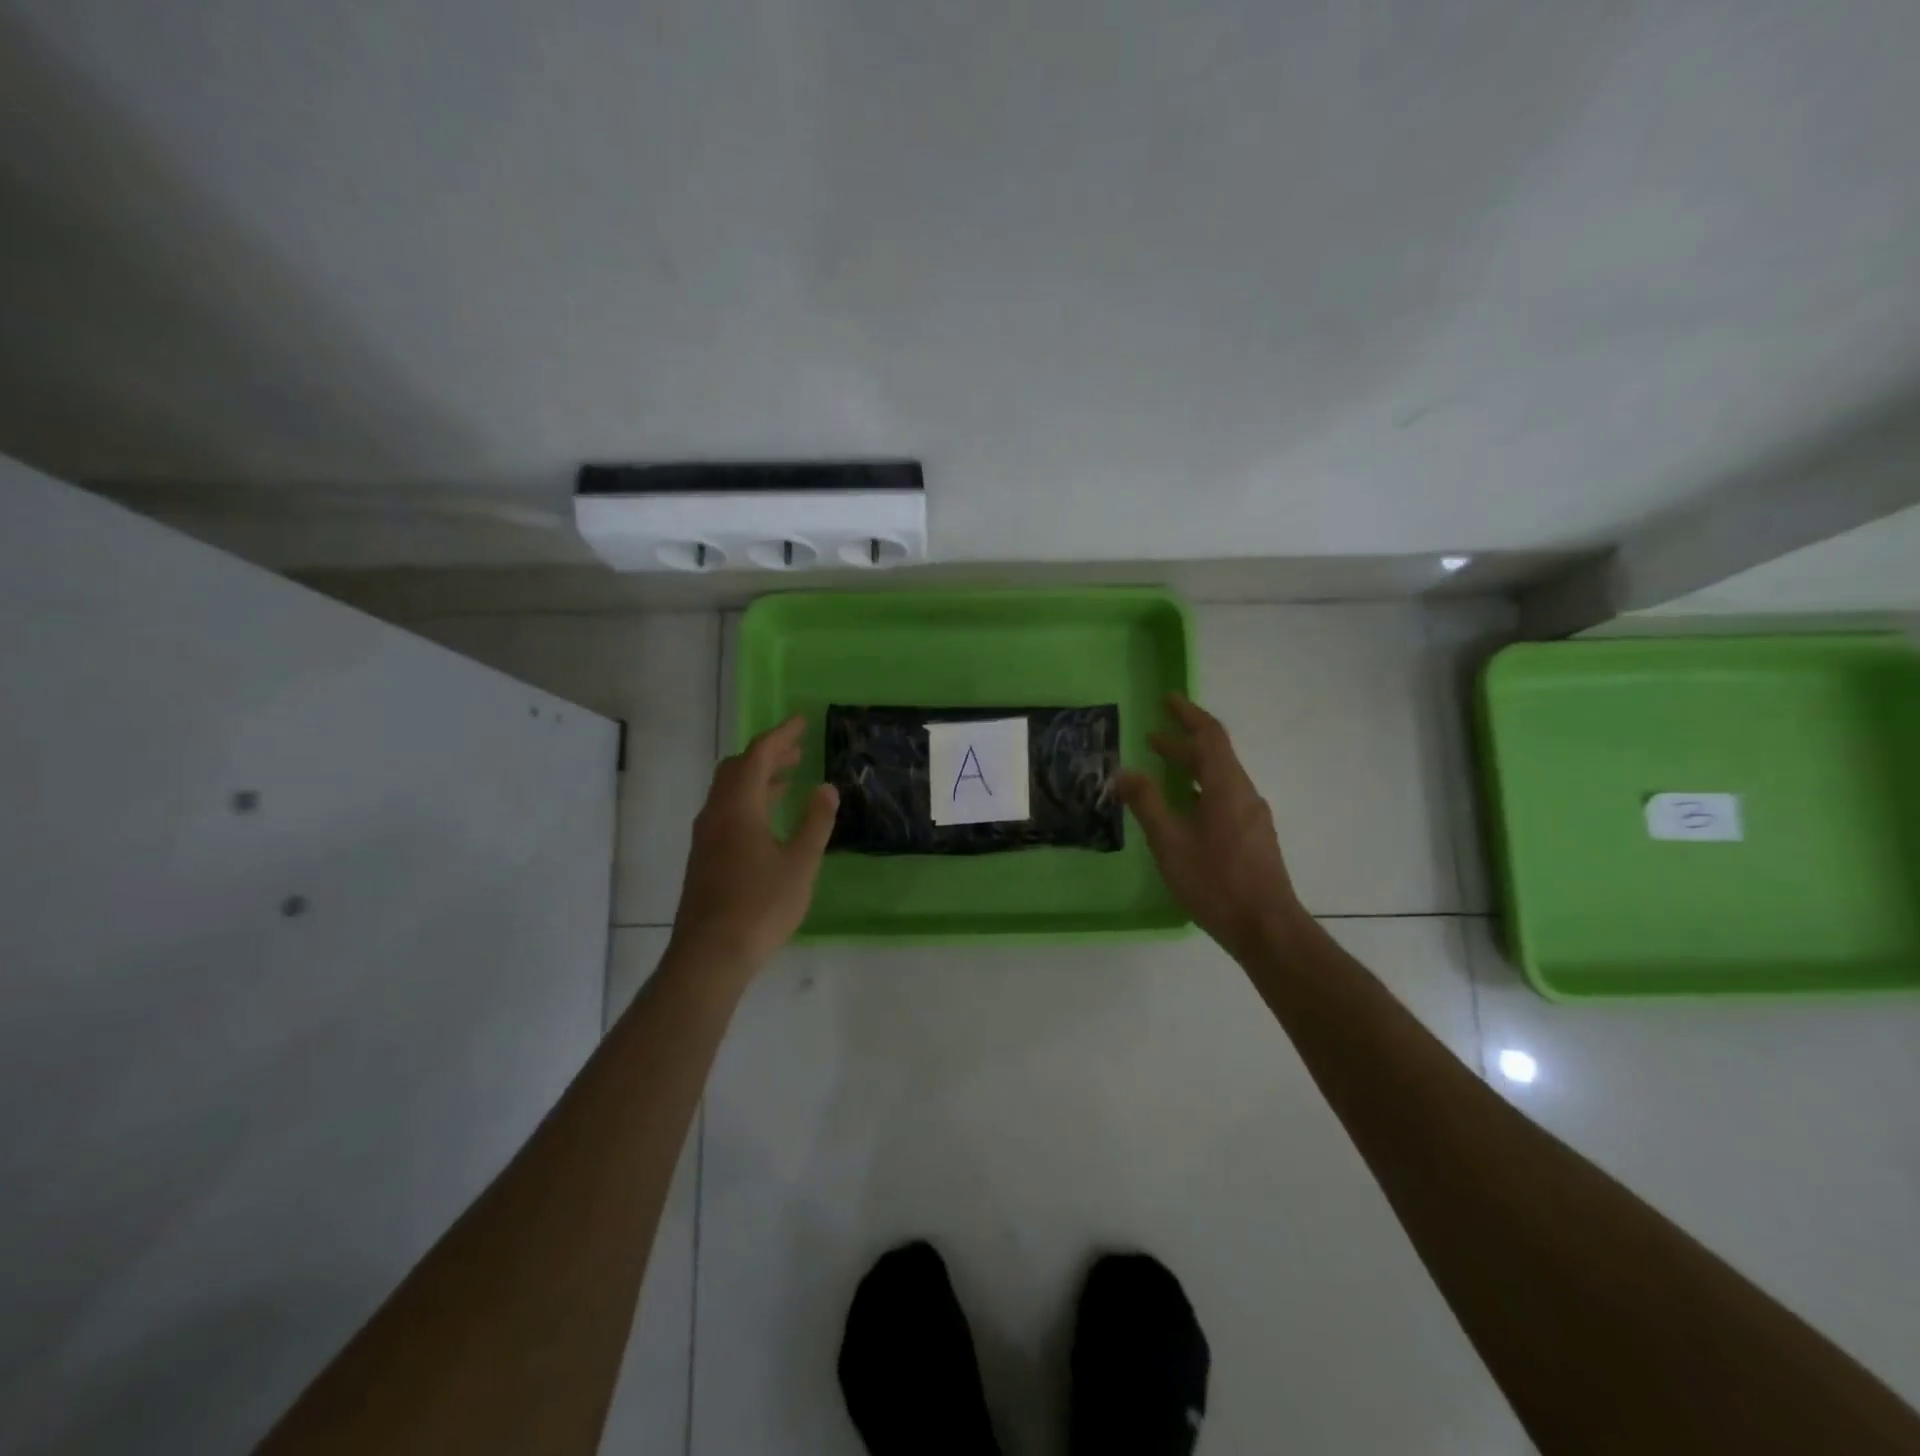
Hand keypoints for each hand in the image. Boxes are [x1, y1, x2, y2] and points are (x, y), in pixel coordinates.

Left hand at [669, 716, 838, 974]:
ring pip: (729, 790)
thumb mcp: (800, 862)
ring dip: (757, 777)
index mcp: (739, 806)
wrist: (710, 953)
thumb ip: (815, 821)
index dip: (781, 735)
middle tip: (798, 750)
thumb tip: (826, 788)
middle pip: (738, 768)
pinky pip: (726, 810)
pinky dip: (749, 799)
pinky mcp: (704, 856)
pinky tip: (768, 818)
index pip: (758, 755)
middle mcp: (716, 813)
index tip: (802, 722)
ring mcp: (706, 835)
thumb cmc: (761, 905)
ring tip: (788, 778)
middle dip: (768, 753)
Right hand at [1118, 693, 1305, 958]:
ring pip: (1220, 779)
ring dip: (1191, 768)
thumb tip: (1125, 771)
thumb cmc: (1215, 882)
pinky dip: (1200, 789)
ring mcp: (1253, 817)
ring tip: (1161, 770)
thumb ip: (1147, 803)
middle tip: (1152, 737)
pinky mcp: (1254, 837)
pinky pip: (1225, 798)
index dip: (1188, 714)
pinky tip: (1183, 809)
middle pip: (1215, 756)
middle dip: (1183, 743)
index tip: (1167, 700)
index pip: (1210, 736)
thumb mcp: (1170, 842)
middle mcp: (1245, 794)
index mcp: (1227, 787)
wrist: (1267, 928)